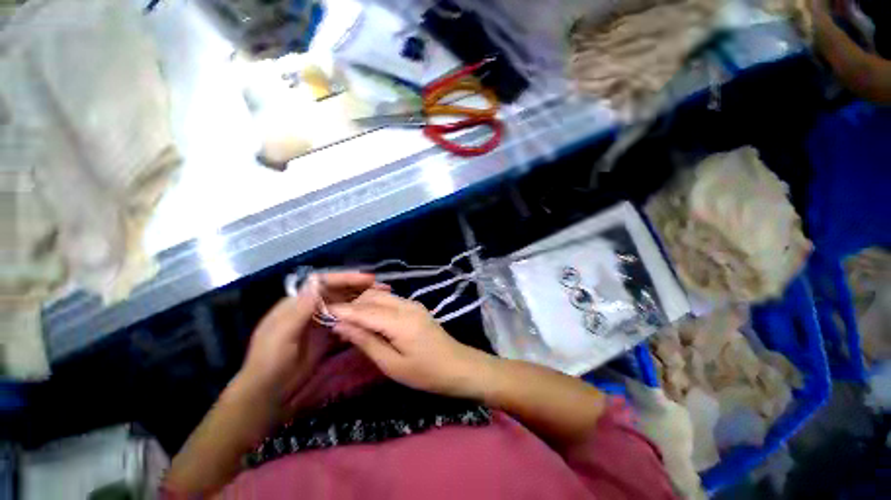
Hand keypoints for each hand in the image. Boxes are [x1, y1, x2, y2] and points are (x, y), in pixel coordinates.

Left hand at [240, 272, 381, 416]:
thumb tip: (316, 282)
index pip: (324, 283)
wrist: (268, 394)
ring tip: (383, 299)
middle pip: (339, 291)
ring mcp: (320, 321)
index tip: (368, 279)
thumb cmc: (269, 363)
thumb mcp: (280, 336)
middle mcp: (311, 307)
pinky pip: (346, 321)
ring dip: (362, 300)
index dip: (347, 278)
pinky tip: (372, 317)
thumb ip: (299, 310)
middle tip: (383, 289)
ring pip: (345, 305)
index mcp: (297, 302)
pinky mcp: (327, 335)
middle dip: (360, 287)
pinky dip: (358, 317)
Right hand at [329, 290, 493, 398]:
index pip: (364, 310)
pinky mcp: (415, 307)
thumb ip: (366, 341)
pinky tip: (367, 319)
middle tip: (333, 321)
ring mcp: (413, 304)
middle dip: (351, 305)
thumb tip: (341, 326)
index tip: (320, 312)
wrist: (458, 366)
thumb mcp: (392, 364)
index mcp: (401, 320)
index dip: (342, 311)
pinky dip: (375, 307)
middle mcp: (407, 305)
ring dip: (362, 305)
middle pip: (372, 298)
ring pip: (381, 297)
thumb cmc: (425, 372)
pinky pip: (390, 301)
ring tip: (347, 322)